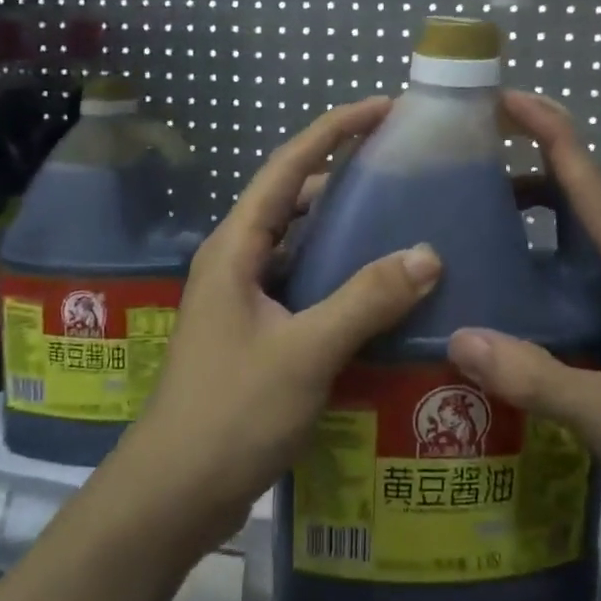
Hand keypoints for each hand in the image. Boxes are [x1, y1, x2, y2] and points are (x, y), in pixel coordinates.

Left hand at [120, 97, 441, 548]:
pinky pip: (303, 285)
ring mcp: (243, 299)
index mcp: (236, 247)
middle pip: (293, 198)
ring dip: (342, 227)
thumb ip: (365, 299)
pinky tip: (377, 289)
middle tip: (402, 165)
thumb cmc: (230, 413)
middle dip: (343, 172)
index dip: (334, 130)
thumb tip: (427, 253)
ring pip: (299, 244)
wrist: (173, 493)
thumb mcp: (304, 352)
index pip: (288, 166)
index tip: (384, 108)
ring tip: (399, 218)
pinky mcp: (255, 333)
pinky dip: (338, 275)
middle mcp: (236, 261)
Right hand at [446, 91, 600, 541]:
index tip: (506, 100)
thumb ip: (534, 377)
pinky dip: (550, 253)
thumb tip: (457, 336)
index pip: (592, 184)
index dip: (551, 134)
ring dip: (544, 206)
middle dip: (539, 157)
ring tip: (484, 209)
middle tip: (475, 151)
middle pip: (591, 194)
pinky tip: (517, 281)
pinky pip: (587, 269)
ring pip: (589, 231)